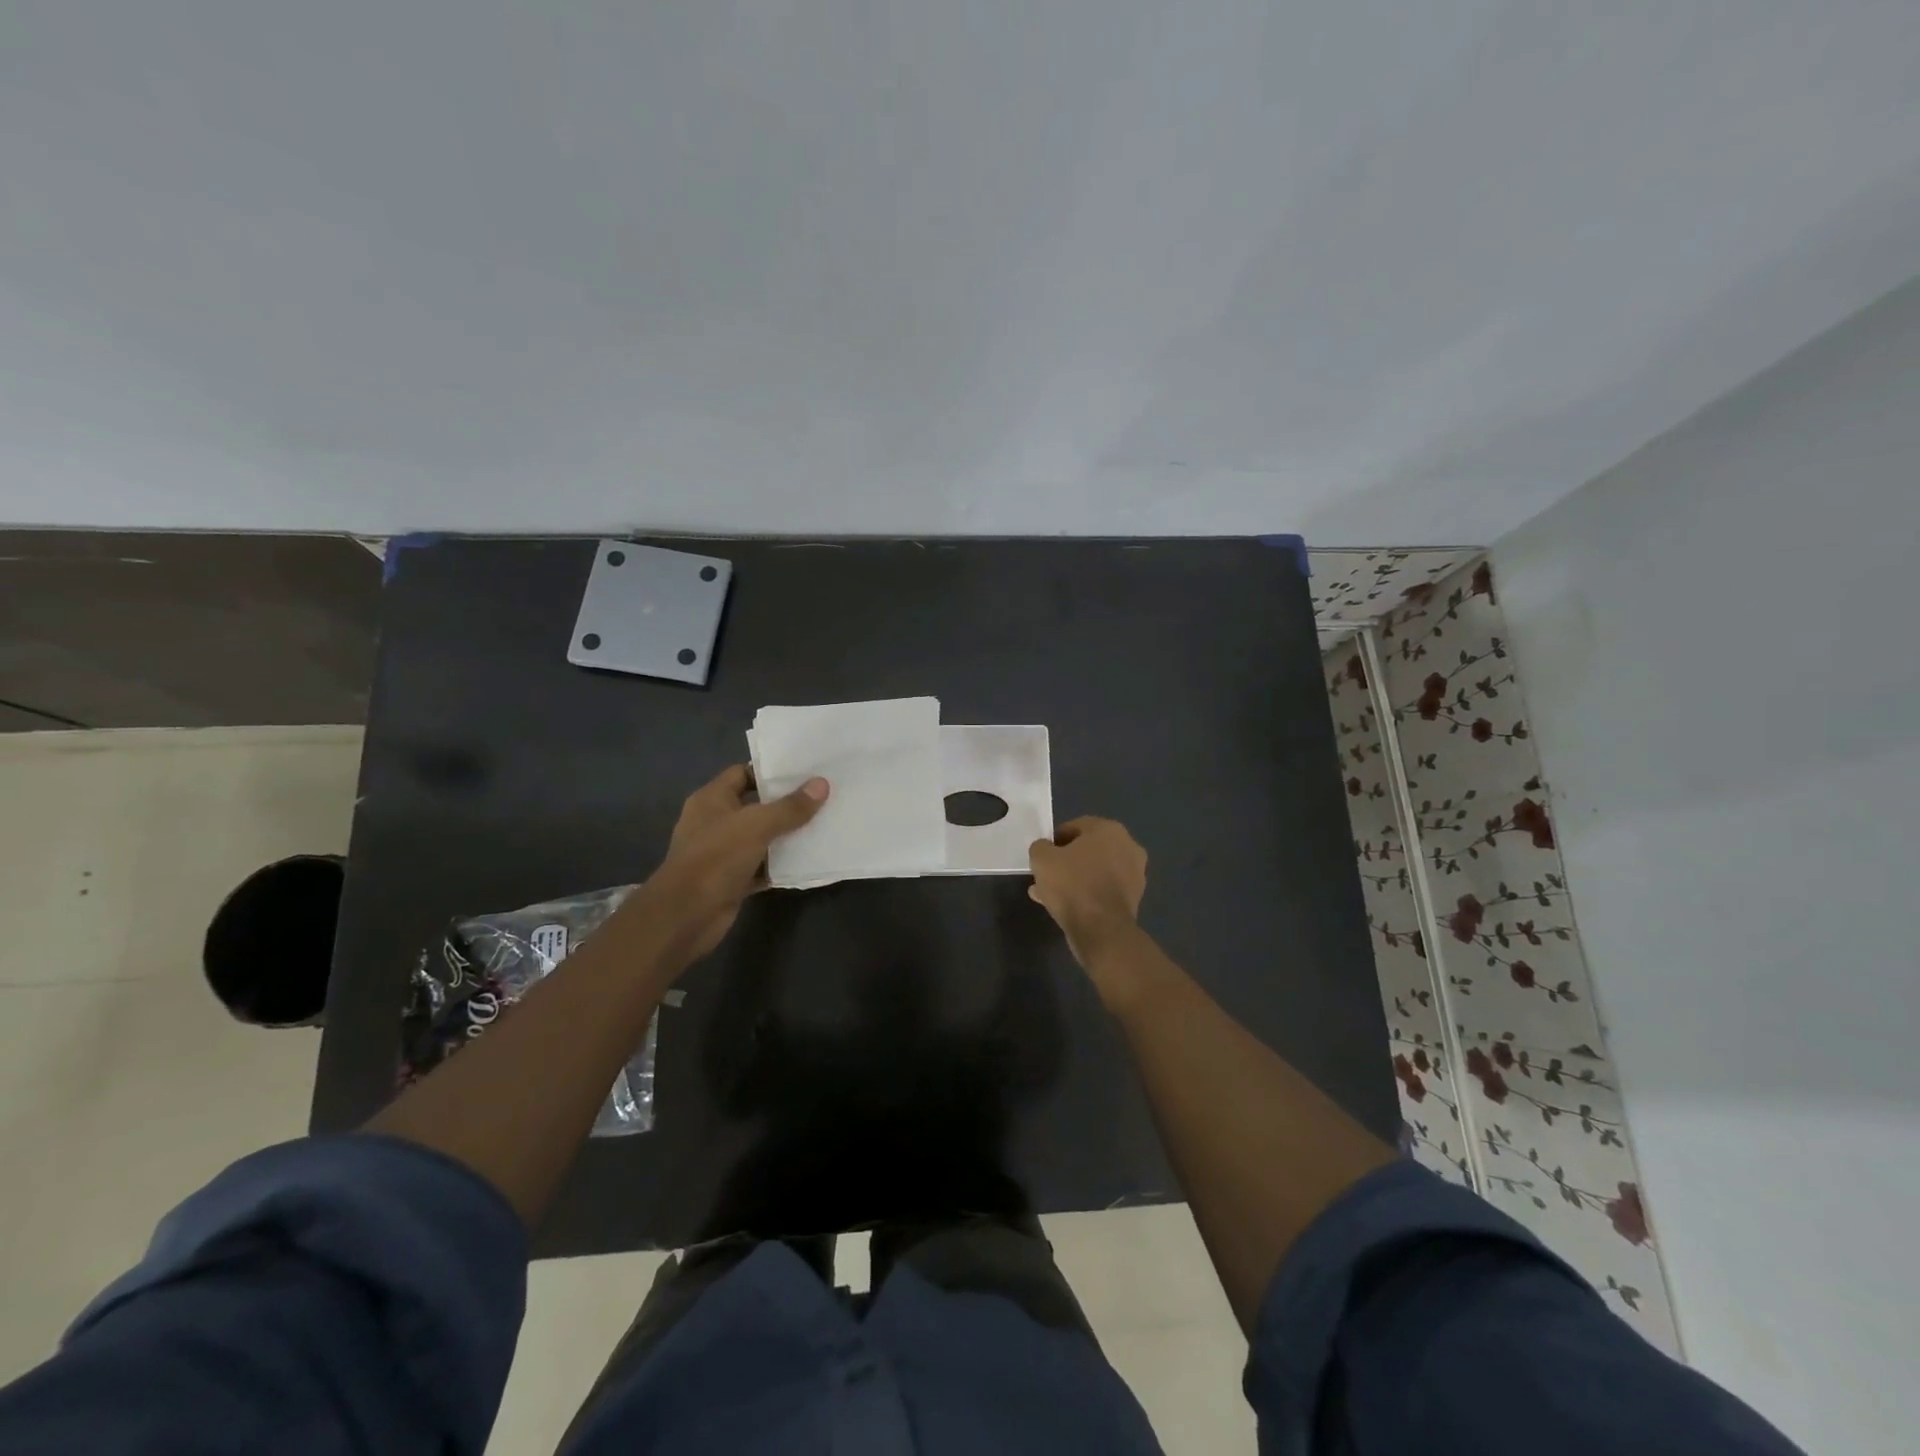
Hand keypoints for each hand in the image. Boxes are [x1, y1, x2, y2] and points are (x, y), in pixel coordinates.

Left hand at [641, 765, 828, 959]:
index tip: (804, 771)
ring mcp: (723, 852)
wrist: (687, 915)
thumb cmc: (716, 857)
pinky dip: (781, 864)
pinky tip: (809, 859)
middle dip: (786, 803)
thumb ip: (790, 807)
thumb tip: (822, 784)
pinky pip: (763, 866)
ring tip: (822, 824)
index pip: (743, 773)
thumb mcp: (757, 825)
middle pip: (755, 805)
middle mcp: (715, 822)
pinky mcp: (732, 879)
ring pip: (761, 837)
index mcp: (712, 799)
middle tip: (821, 796)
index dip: (771, 771)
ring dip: (787, 835)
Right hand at [1028, 817, 1147, 965]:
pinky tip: (1064, 907)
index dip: (1054, 840)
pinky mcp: (1133, 898)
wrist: (1101, 930)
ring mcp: (1134, 874)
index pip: (1076, 826)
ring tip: (1048, 894)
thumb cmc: (1072, 885)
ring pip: (1094, 871)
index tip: (1042, 856)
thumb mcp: (1042, 859)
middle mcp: (1128, 846)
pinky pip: (1102, 889)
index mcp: (1109, 829)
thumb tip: (1045, 849)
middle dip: (1065, 861)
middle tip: (1046, 875)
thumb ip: (1040, 847)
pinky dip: (1086, 894)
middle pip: (1087, 850)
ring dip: (1073, 879)